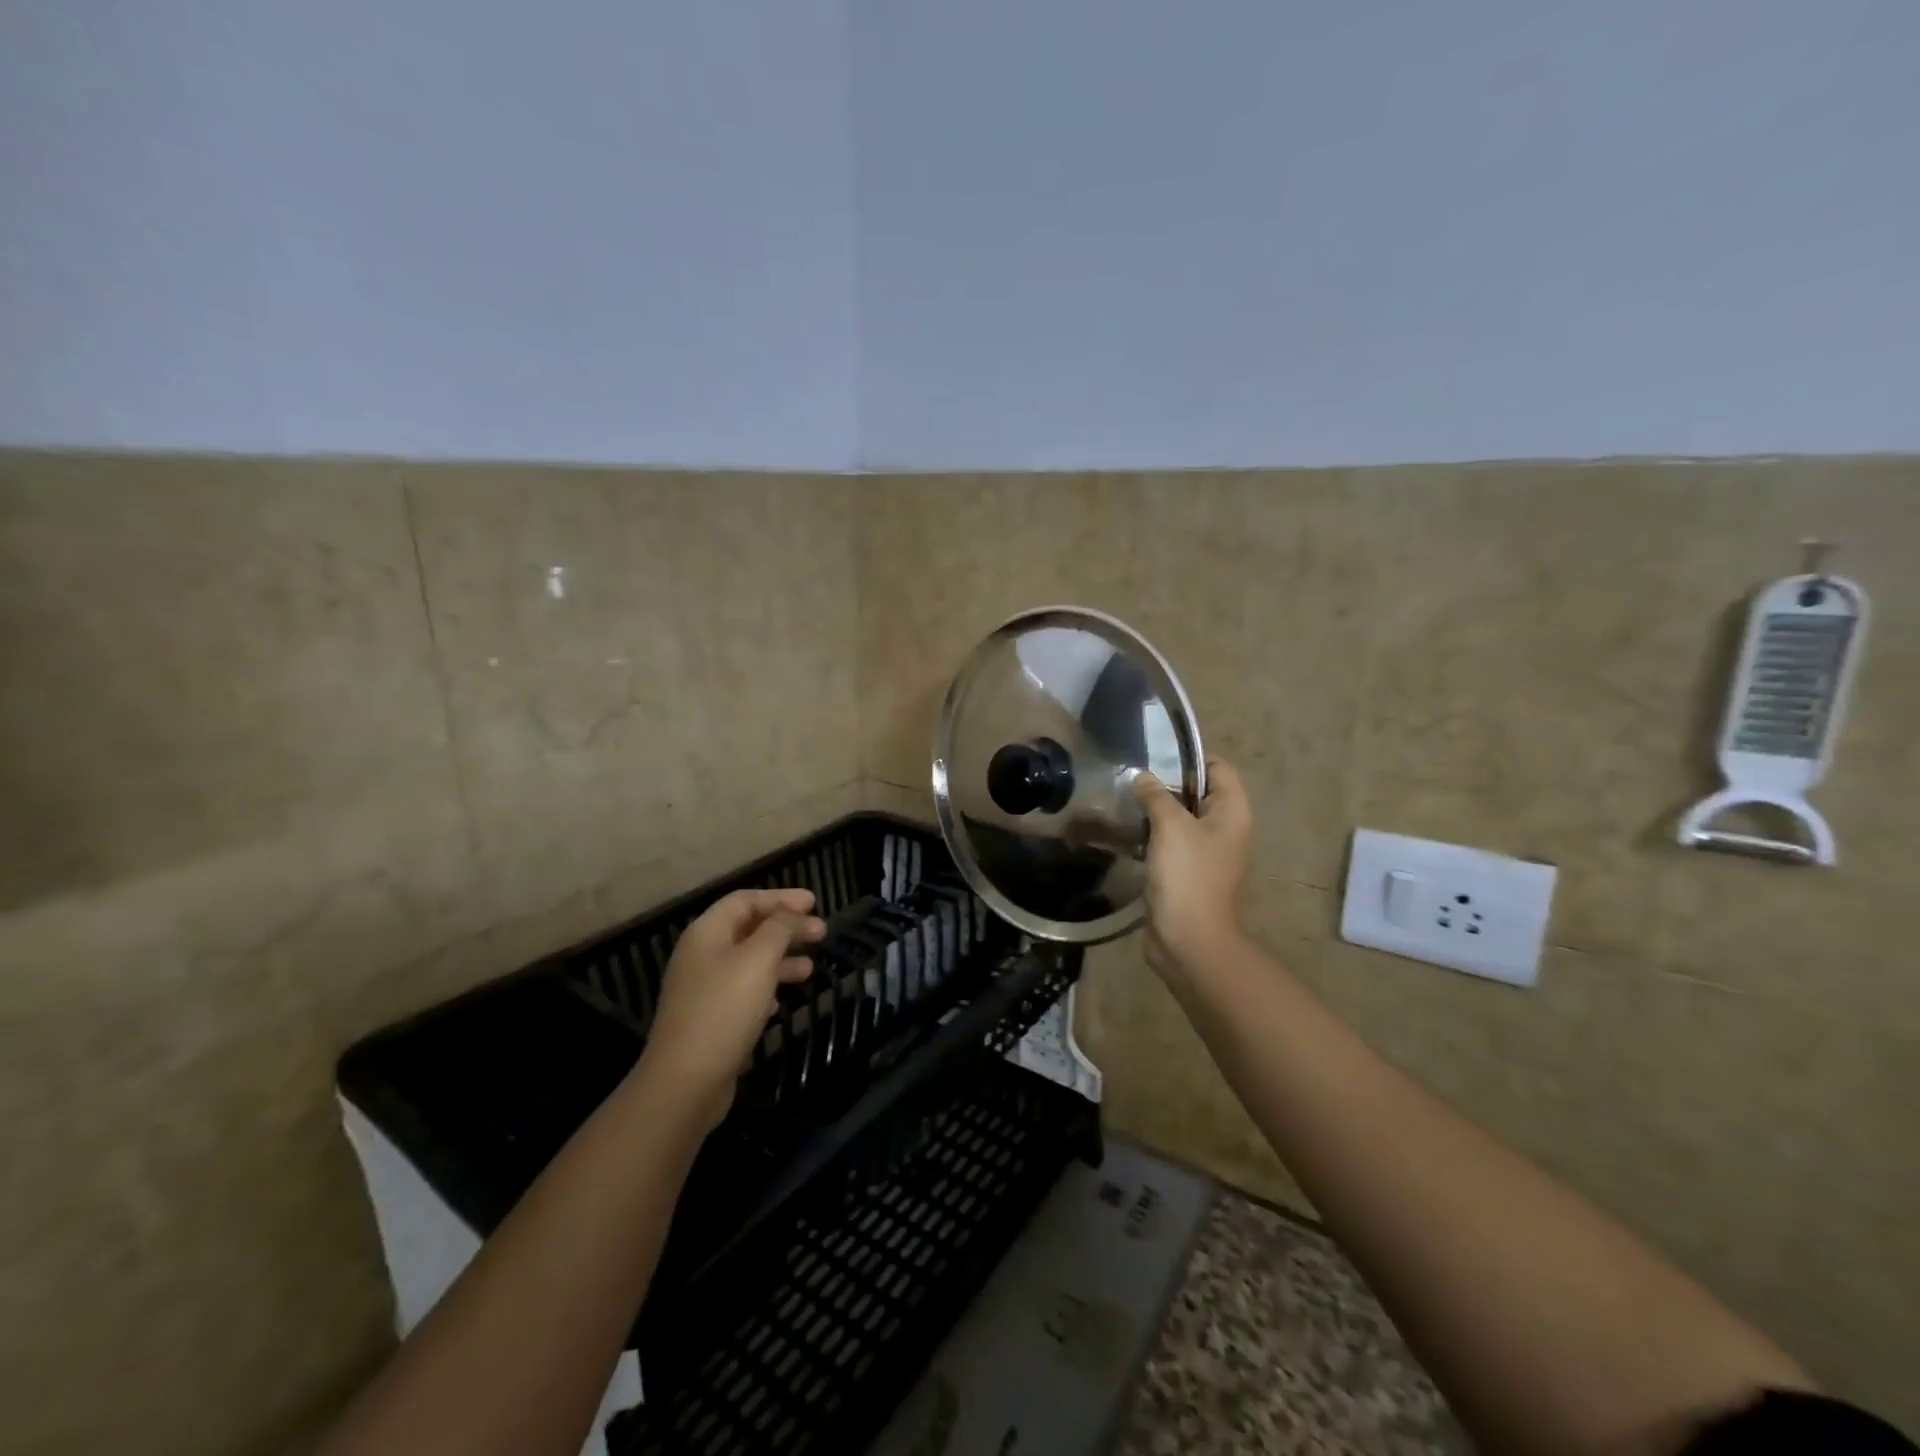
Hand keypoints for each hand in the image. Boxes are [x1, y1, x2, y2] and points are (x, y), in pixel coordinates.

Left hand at [636, 888, 826, 1130]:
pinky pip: (743, 991)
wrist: (685, 1082)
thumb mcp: (758, 960)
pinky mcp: (710, 1019)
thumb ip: (779, 929)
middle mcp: (701, 956)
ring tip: (810, 968)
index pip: (745, 900)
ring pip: (749, 961)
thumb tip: (792, 915)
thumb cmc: (724, 1010)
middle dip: (786, 928)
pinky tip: (781, 1002)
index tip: (814, 903)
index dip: (780, 898)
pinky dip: (766, 988)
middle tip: (821, 932)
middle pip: (748, 929)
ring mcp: (703, 989)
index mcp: (706, 933)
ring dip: (781, 959)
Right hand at [1132, 757, 1252, 979]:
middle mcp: (1224, 830)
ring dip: (1156, 812)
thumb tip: (1144, 778)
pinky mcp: (1186, 874)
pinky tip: (1125, 834)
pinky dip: (1152, 837)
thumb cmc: (1188, 875)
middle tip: (1132, 779)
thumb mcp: (1171, 826)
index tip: (1154, 758)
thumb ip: (1157, 796)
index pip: (1219, 768)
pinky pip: (1170, 845)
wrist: (1189, 940)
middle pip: (1198, 794)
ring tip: (1124, 802)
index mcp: (1232, 813)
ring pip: (1181, 821)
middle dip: (1167, 785)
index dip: (1190, 759)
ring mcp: (1206, 854)